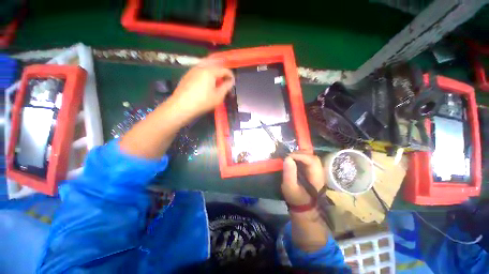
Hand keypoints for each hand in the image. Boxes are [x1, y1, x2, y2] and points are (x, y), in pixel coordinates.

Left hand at [171, 64, 233, 119]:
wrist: (182, 106)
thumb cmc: (203, 102)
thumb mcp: (218, 96)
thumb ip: (226, 87)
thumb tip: (230, 81)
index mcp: (210, 71)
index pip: (224, 70)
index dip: (230, 75)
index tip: (233, 81)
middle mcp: (201, 67)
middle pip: (214, 64)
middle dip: (221, 71)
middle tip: (225, 79)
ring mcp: (192, 70)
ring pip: (206, 66)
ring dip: (213, 71)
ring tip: (216, 80)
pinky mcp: (187, 75)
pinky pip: (199, 70)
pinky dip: (205, 73)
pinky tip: (206, 81)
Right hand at [282, 152, 329, 251]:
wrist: (304, 207)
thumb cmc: (296, 198)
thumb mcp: (290, 187)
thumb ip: (289, 173)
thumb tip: (287, 158)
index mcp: (316, 177)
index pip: (311, 161)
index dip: (299, 156)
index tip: (287, 157)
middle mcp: (319, 172)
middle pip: (313, 157)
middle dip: (300, 154)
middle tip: (288, 156)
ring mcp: (317, 171)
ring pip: (311, 157)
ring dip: (300, 154)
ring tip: (290, 157)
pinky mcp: (313, 171)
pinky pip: (308, 160)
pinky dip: (301, 157)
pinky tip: (294, 159)